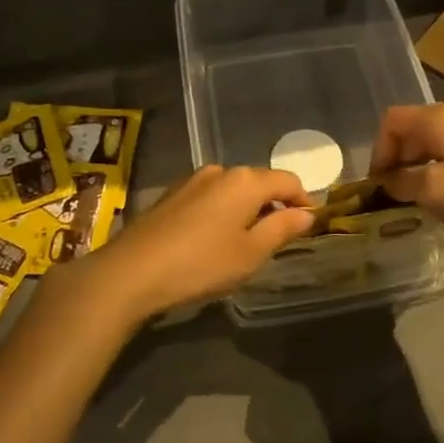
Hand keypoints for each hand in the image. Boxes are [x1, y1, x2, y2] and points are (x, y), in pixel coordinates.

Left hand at [70, 166, 315, 320]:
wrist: (132, 271)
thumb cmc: (201, 263)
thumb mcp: (250, 253)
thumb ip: (281, 229)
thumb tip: (306, 213)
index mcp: (245, 181)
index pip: (287, 180)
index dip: (304, 200)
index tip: (312, 223)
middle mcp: (220, 171)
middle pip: (259, 182)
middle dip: (274, 204)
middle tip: (281, 235)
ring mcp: (192, 180)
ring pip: (232, 189)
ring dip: (246, 208)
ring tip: (247, 240)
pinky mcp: (171, 194)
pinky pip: (209, 196)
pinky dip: (222, 211)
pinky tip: (215, 237)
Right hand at [370, 102, 443, 259]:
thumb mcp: (432, 192)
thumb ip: (401, 180)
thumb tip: (389, 180)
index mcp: (442, 117)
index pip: (393, 121)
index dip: (379, 151)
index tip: (379, 184)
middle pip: (416, 127)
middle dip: (400, 157)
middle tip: (396, 191)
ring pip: (439, 138)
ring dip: (422, 162)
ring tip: (420, 194)